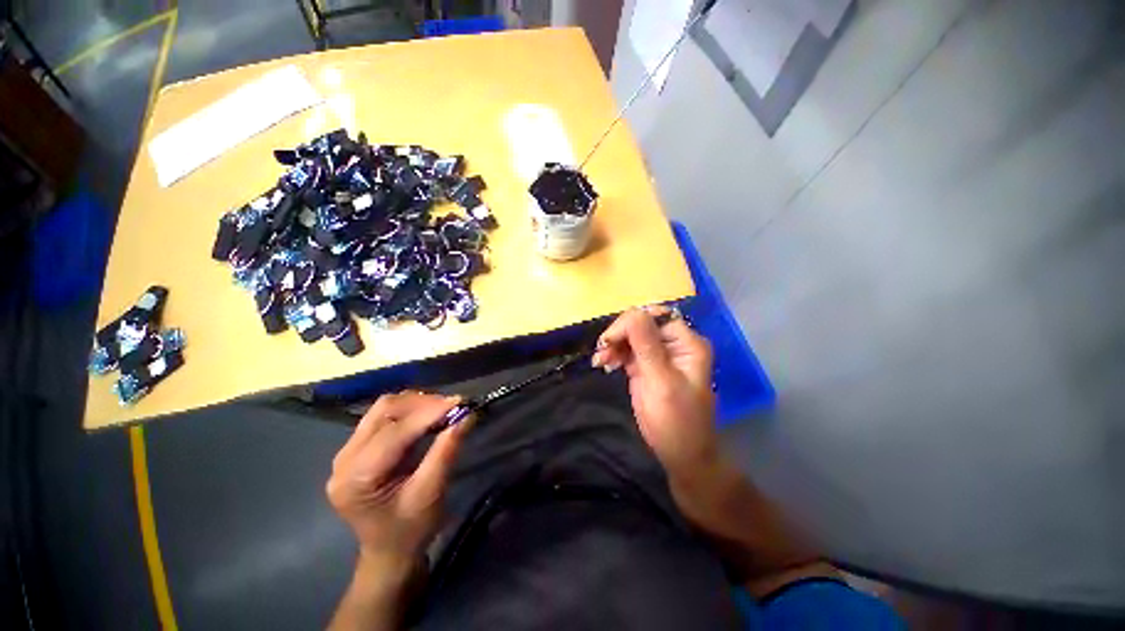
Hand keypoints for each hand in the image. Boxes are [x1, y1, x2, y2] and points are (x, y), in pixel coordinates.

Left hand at [326, 392, 466, 570]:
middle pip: (384, 411)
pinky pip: (385, 415)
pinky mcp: (358, 447)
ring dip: (417, 403)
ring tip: (444, 410)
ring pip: (385, 408)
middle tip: (454, 407)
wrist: (390, 553)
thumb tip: (466, 416)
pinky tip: (429, 416)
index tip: (461, 403)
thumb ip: (446, 451)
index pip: (394, 432)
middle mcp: (344, 459)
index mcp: (356, 479)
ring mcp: (348, 451)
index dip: (429, 413)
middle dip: (423, 403)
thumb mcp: (430, 494)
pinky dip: (411, 410)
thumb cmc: (410, 531)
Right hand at [591, 307, 717, 478]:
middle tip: (602, 351)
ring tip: (600, 361)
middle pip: (641, 324)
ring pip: (631, 336)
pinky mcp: (645, 366)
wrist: (680, 455)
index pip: (655, 317)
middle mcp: (674, 344)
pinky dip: (614, 354)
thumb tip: (633, 312)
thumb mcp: (661, 381)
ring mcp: (658, 354)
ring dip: (613, 344)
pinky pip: (627, 350)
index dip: (631, 323)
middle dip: (620, 334)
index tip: (611, 340)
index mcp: (687, 343)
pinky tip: (604, 363)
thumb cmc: (676, 420)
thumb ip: (647, 345)